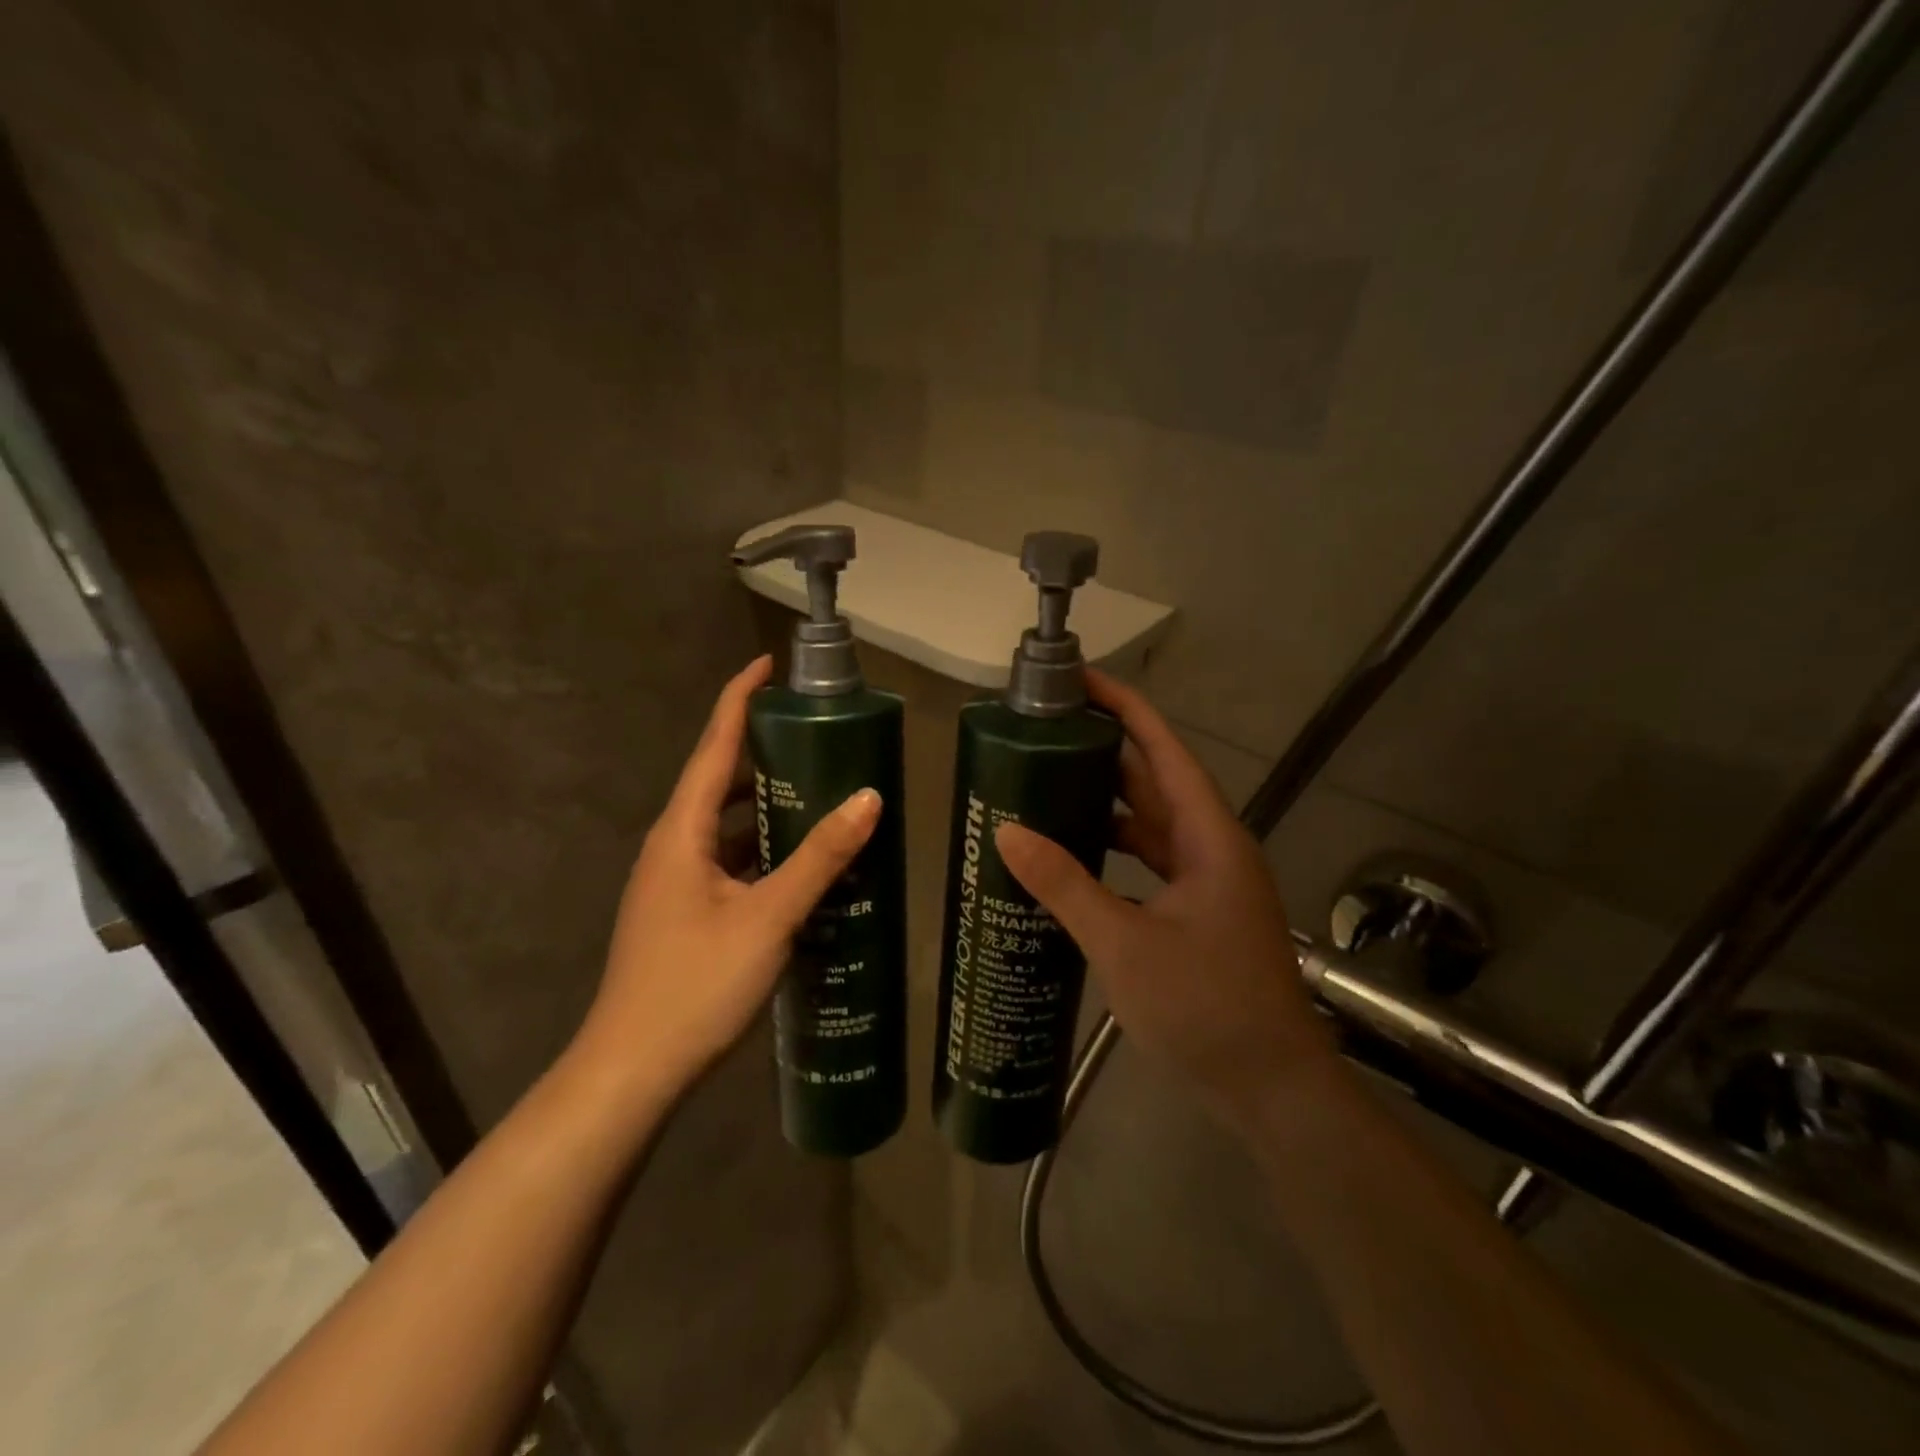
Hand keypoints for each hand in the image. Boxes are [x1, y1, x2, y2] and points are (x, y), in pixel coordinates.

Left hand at [576, 656, 881, 1103]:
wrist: (632, 1072)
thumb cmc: (695, 986)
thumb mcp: (768, 917)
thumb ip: (819, 857)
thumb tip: (869, 798)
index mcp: (681, 832)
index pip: (713, 746)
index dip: (740, 699)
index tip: (769, 665)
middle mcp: (672, 846)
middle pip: (719, 780)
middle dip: (763, 749)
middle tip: (818, 732)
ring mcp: (676, 882)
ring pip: (726, 824)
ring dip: (766, 803)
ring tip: (820, 788)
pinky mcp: (686, 912)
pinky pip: (730, 860)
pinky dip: (763, 847)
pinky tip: (802, 862)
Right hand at [995, 670, 1337, 1123]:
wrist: (1271, 1090)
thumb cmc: (1206, 1008)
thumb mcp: (1124, 944)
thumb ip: (1065, 886)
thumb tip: (1008, 832)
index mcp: (1207, 838)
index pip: (1163, 751)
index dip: (1125, 709)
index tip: (1081, 681)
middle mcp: (1210, 848)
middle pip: (1153, 782)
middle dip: (1103, 754)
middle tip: (1042, 737)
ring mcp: (1205, 883)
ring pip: (1149, 825)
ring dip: (1103, 805)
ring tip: (1044, 789)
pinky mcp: (1195, 913)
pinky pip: (1147, 863)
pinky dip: (1111, 852)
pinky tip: (1070, 858)